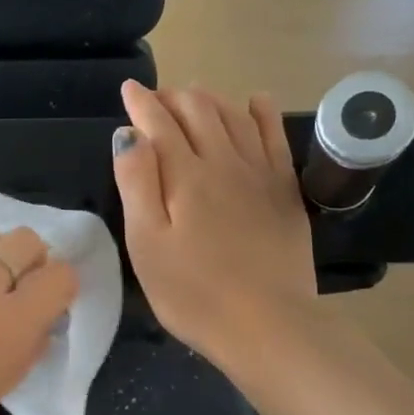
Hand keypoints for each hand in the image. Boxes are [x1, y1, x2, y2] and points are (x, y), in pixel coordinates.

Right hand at [112, 81, 316, 371]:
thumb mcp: (146, 244)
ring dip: (210, 99)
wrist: (267, 324)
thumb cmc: (193, 292)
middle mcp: (223, 161)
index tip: (128, 90)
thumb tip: (129, 134)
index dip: (141, 103)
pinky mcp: (285, 190)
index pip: (158, 123)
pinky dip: (260, 112)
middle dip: (173, 98)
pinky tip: (254, 102)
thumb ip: (136, 183)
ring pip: (234, 116)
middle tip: (156, 99)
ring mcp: (259, 173)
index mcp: (184, 175)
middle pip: (198, 111)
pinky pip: (273, 136)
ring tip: (194, 95)